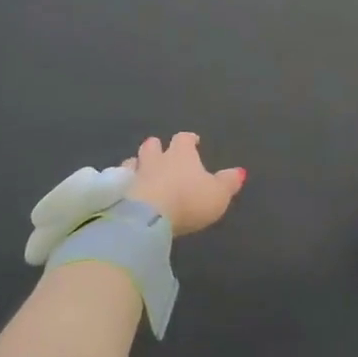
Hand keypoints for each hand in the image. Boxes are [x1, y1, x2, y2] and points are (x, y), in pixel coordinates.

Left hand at [125, 133, 245, 235]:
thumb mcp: (218, 194)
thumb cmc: (188, 201)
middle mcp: (156, 159)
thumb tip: (240, 171)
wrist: (147, 217)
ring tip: (140, 171)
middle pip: (153, 145)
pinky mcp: (118, 192)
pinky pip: (119, 182)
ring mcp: (134, 174)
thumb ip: (228, 182)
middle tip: (161, 151)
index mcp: (181, 155)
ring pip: (133, 161)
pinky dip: (122, 184)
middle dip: (157, 146)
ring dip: (137, 164)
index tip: (193, 141)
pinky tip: (125, 191)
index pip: (184, 139)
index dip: (189, 139)